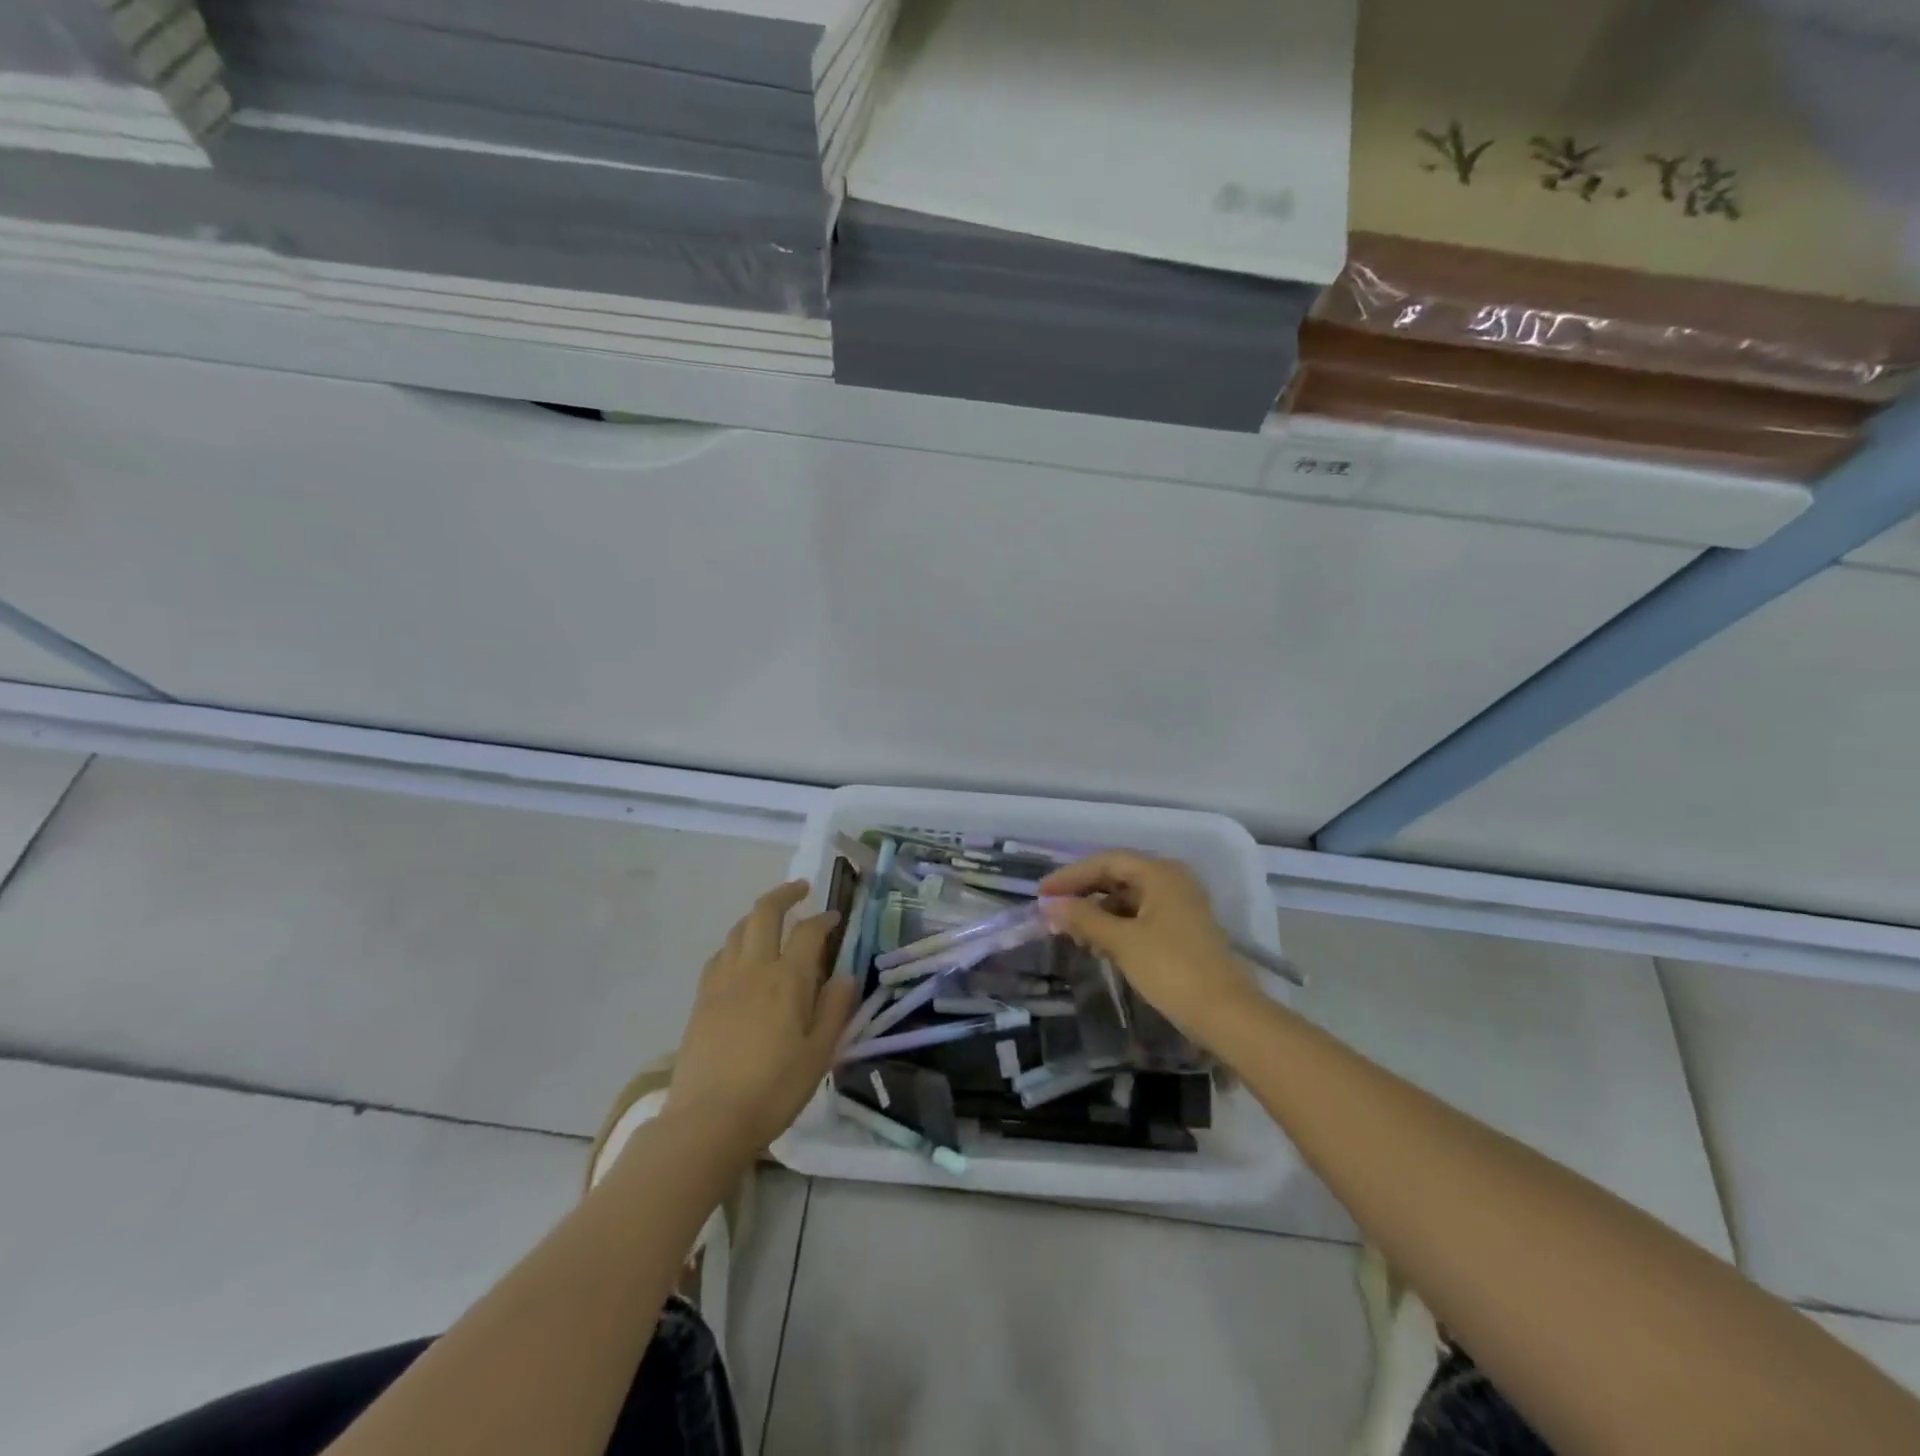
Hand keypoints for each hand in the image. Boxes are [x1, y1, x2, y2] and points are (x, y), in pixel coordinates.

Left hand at [668, 881, 857, 1151]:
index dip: (825, 919)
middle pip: (764, 912)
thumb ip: (834, 1009)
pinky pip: (719, 954)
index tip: (836, 917)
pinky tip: (740, 957)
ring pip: (738, 929)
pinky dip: (735, 943)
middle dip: (784, 894)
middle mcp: (753, 968)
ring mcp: (722, 980)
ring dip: (757, 915)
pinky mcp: (701, 998)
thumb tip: (846, 975)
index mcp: (788, 979)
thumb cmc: (773, 1090)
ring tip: (772, 921)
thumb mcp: (819, 1054)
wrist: (707, 1120)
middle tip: (800, 889)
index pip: (809, 932)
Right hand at [1039, 851, 1265, 1054]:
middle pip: (1118, 876)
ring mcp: (1179, 905)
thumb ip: (1084, 918)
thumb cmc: (1171, 970)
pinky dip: (1115, 925)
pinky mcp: (1181, 930)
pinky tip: (1097, 942)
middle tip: (1052, 910)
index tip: (1041, 893)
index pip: (1106, 862)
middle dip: (1083, 893)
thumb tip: (1050, 905)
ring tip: (1070, 930)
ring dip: (1097, 911)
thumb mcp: (1122, 942)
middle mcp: (1172, 880)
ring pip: (1128, 898)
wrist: (1226, 1015)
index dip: (1071, 876)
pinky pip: (1140, 916)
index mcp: (1160, 873)